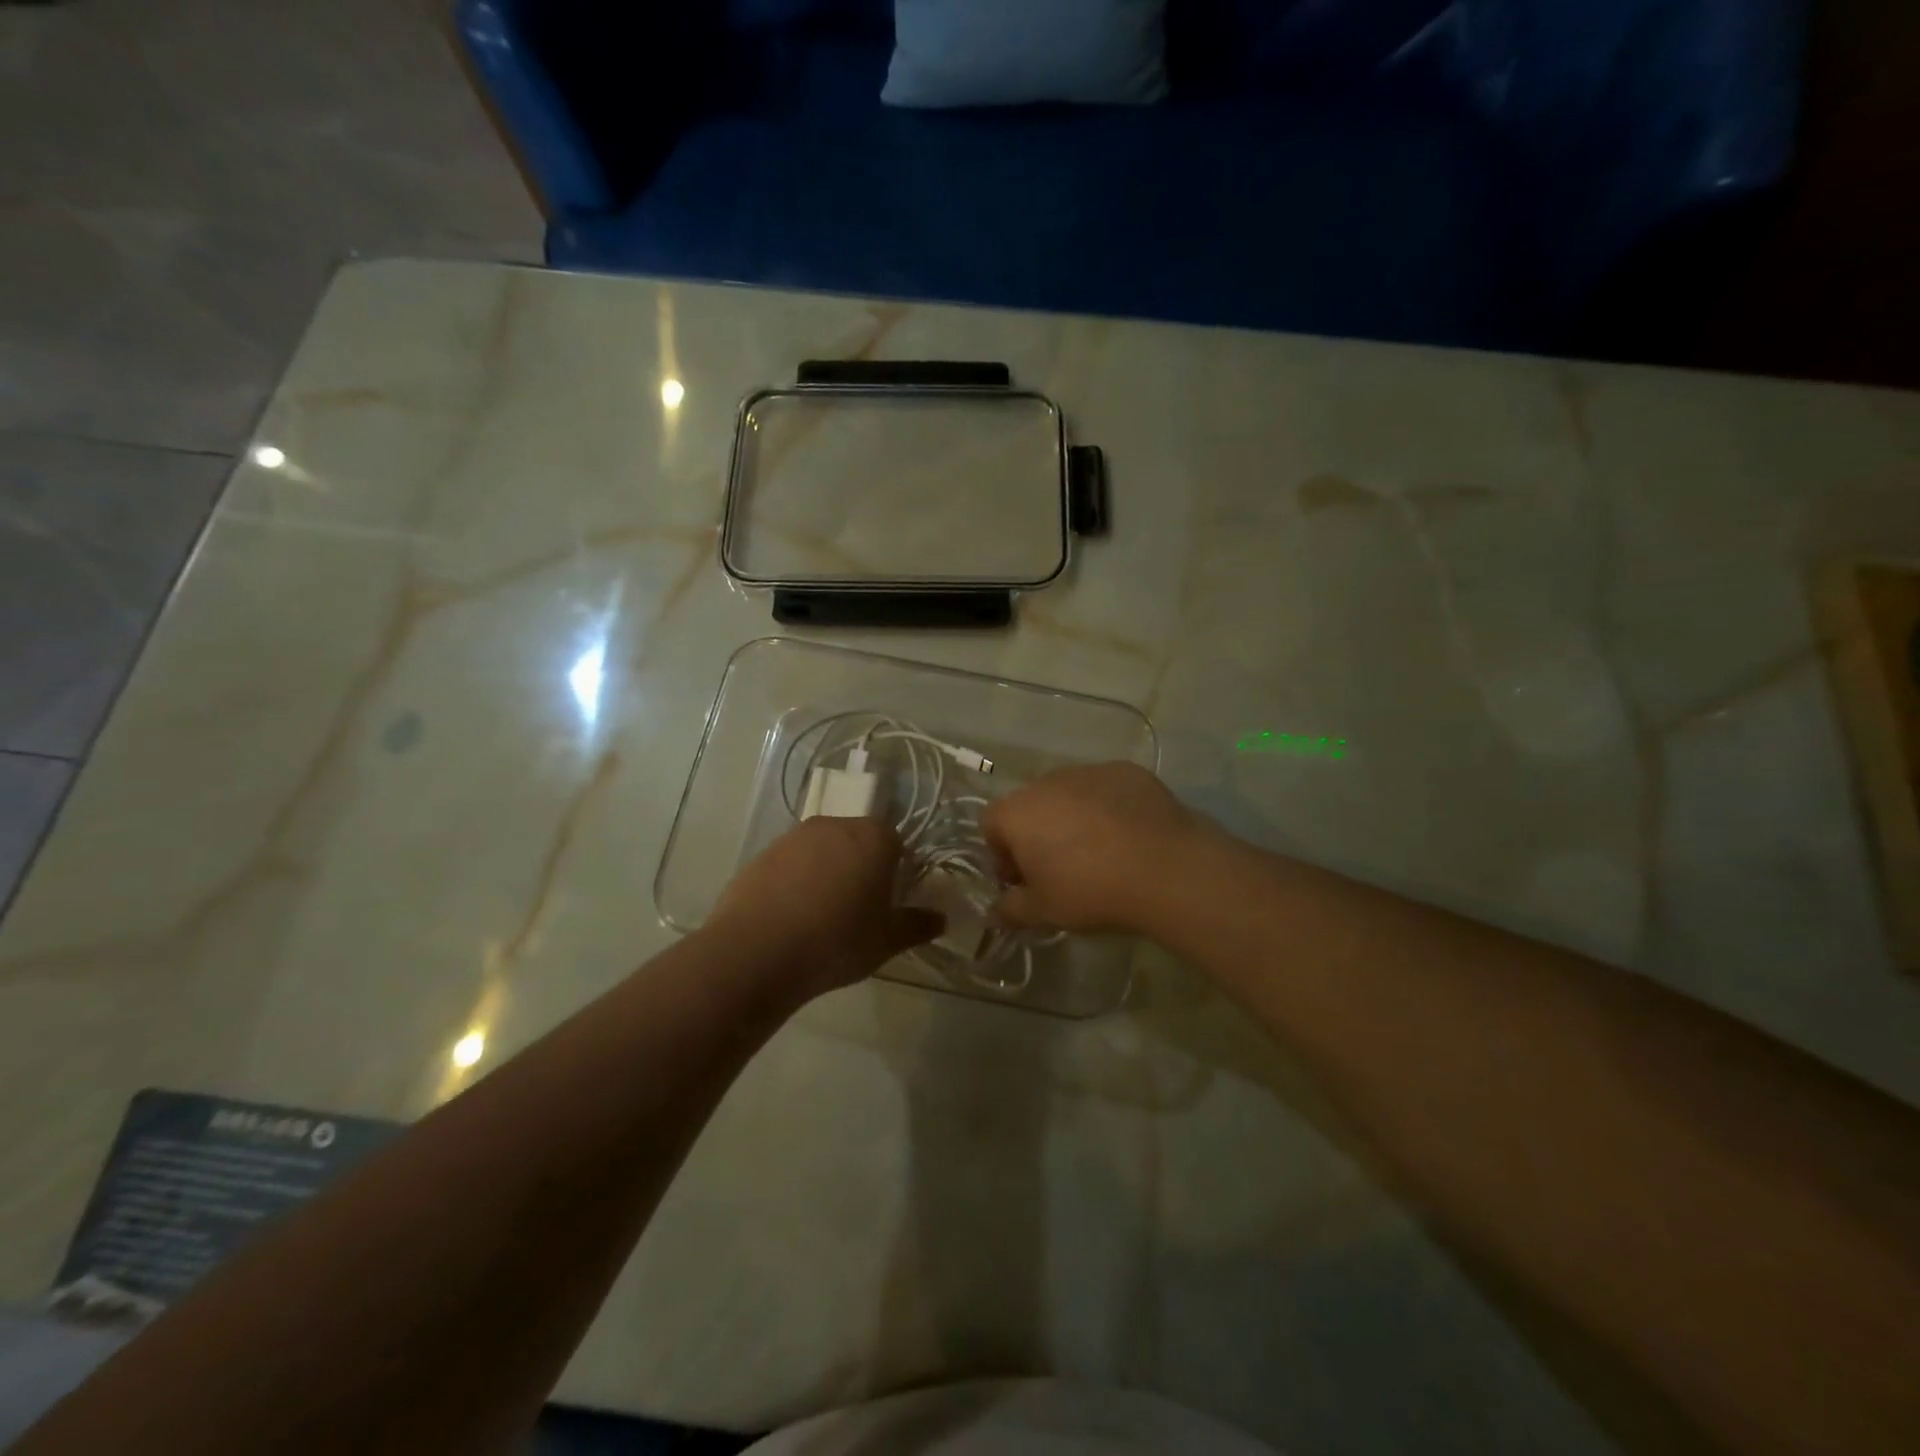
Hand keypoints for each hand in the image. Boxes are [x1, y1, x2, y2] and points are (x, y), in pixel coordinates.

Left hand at [707, 816, 942, 1002]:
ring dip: (827, 872)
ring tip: (821, 915)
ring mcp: (794, 836)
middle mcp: (835, 825)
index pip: (896, 842)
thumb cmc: (836, 941)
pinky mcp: (762, 854)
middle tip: (859, 908)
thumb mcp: (887, 941)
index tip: (890, 900)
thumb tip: (940, 919)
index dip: (896, 870)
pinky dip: (795, 882)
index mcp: (874, 838)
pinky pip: (790, 864)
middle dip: (861, 867)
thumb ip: (917, 925)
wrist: (756, 952)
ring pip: (822, 850)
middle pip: (858, 840)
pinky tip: (791, 916)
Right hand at [982, 763, 1206, 934]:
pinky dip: (1107, 808)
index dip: (1001, 855)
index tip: (1022, 881)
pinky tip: (1128, 836)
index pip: (990, 825)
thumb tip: (993, 914)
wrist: (1165, 868)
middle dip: (1037, 834)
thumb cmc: (1090, 890)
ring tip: (1098, 852)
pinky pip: (1104, 789)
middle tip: (1059, 869)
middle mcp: (1046, 781)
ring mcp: (1088, 771)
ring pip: (1067, 795)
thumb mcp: (1044, 911)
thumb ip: (1010, 910)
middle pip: (1029, 806)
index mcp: (1017, 812)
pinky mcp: (1126, 770)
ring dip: (1071, 818)